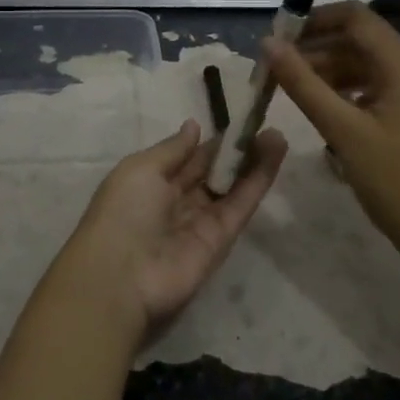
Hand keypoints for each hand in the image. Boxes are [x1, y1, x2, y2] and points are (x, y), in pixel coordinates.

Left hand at [57, 119, 287, 339]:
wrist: (122, 277)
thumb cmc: (123, 212)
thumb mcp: (141, 169)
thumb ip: (173, 149)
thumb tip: (193, 126)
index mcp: (153, 182)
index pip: (189, 158)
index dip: (212, 142)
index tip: (238, 122)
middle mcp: (178, 201)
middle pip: (214, 171)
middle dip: (237, 150)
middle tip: (263, 124)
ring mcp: (202, 220)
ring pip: (233, 186)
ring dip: (254, 161)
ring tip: (277, 134)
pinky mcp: (222, 239)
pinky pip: (242, 204)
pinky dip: (259, 180)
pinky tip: (275, 154)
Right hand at [262, 1, 399, 266]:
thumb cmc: (397, 184)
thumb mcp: (344, 133)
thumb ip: (304, 85)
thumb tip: (268, 44)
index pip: (357, 17)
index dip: (315, 19)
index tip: (279, 36)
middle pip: (360, 41)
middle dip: (317, 49)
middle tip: (277, 69)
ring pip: (367, 66)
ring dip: (329, 72)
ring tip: (292, 91)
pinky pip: (377, 89)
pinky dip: (348, 92)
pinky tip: (324, 111)